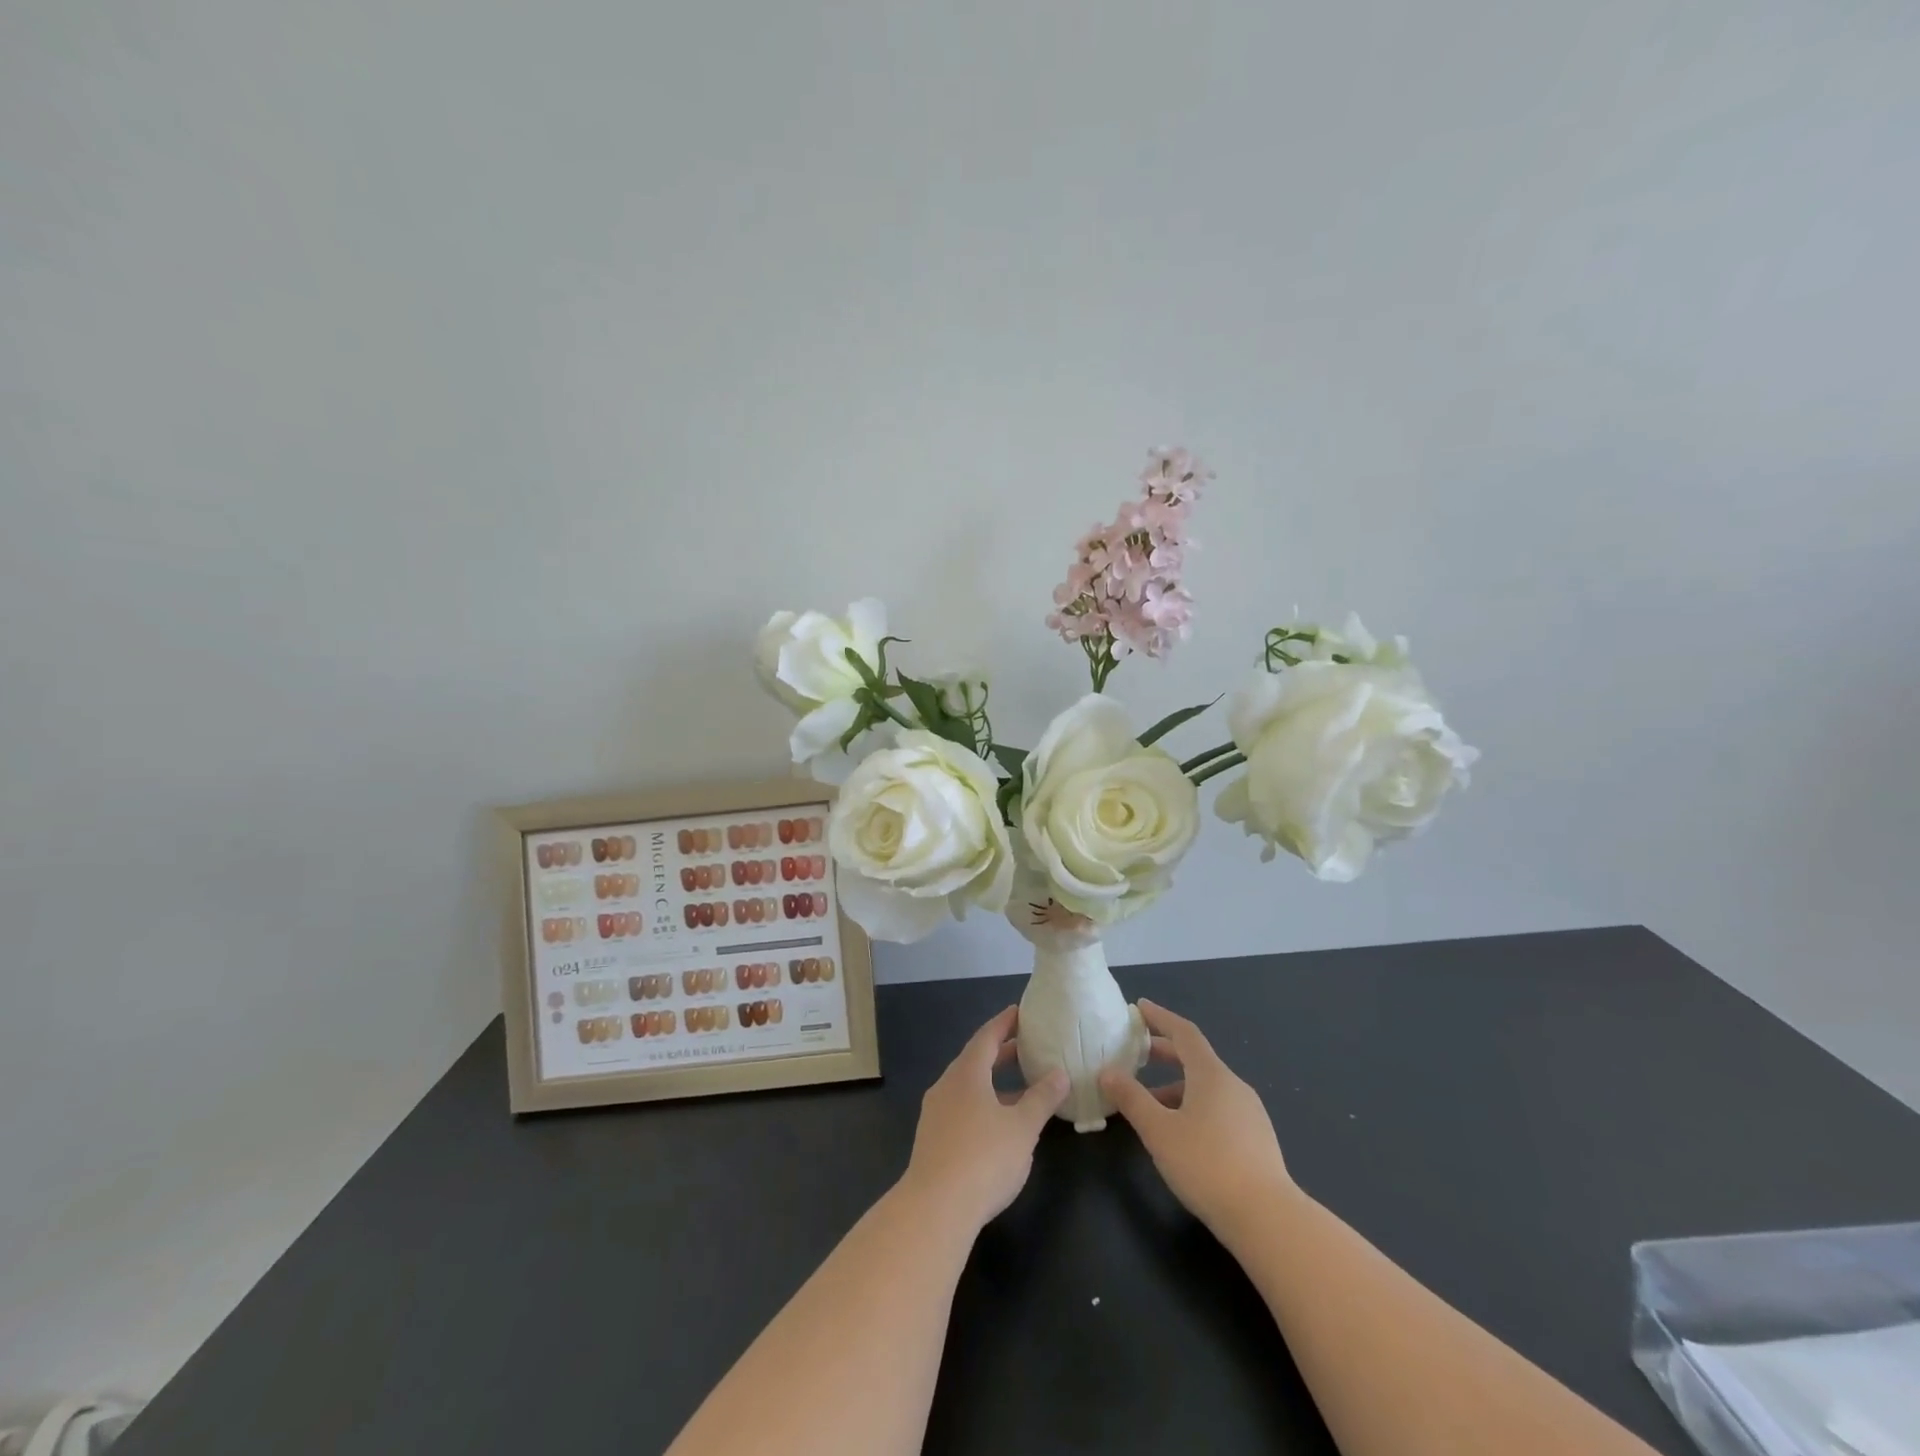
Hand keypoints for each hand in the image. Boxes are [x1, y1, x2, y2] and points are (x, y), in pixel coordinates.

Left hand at [899, 1006, 1068, 1232]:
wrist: (935, 1209)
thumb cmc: (983, 1158)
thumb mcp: (1022, 1127)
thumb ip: (1041, 1098)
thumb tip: (1060, 1073)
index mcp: (966, 1073)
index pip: (987, 1037)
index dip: (1004, 1023)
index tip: (1020, 1012)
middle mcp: (947, 1086)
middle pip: (975, 1060)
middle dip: (1002, 1053)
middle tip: (1027, 1046)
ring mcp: (936, 1113)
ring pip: (969, 1087)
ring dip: (994, 1082)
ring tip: (1021, 1087)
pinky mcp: (933, 1140)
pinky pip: (962, 1108)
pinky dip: (984, 1104)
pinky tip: (1001, 1124)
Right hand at [1099, 999, 1294, 1234]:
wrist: (1268, 1219)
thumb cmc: (1206, 1165)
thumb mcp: (1158, 1131)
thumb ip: (1131, 1098)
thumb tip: (1107, 1072)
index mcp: (1211, 1074)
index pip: (1184, 1032)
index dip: (1160, 1018)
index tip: (1139, 1008)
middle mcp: (1233, 1086)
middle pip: (1196, 1058)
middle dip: (1165, 1052)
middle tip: (1136, 1054)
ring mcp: (1249, 1113)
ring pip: (1207, 1087)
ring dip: (1176, 1086)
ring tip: (1149, 1103)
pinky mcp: (1257, 1140)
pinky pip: (1219, 1108)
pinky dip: (1194, 1106)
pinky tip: (1180, 1133)